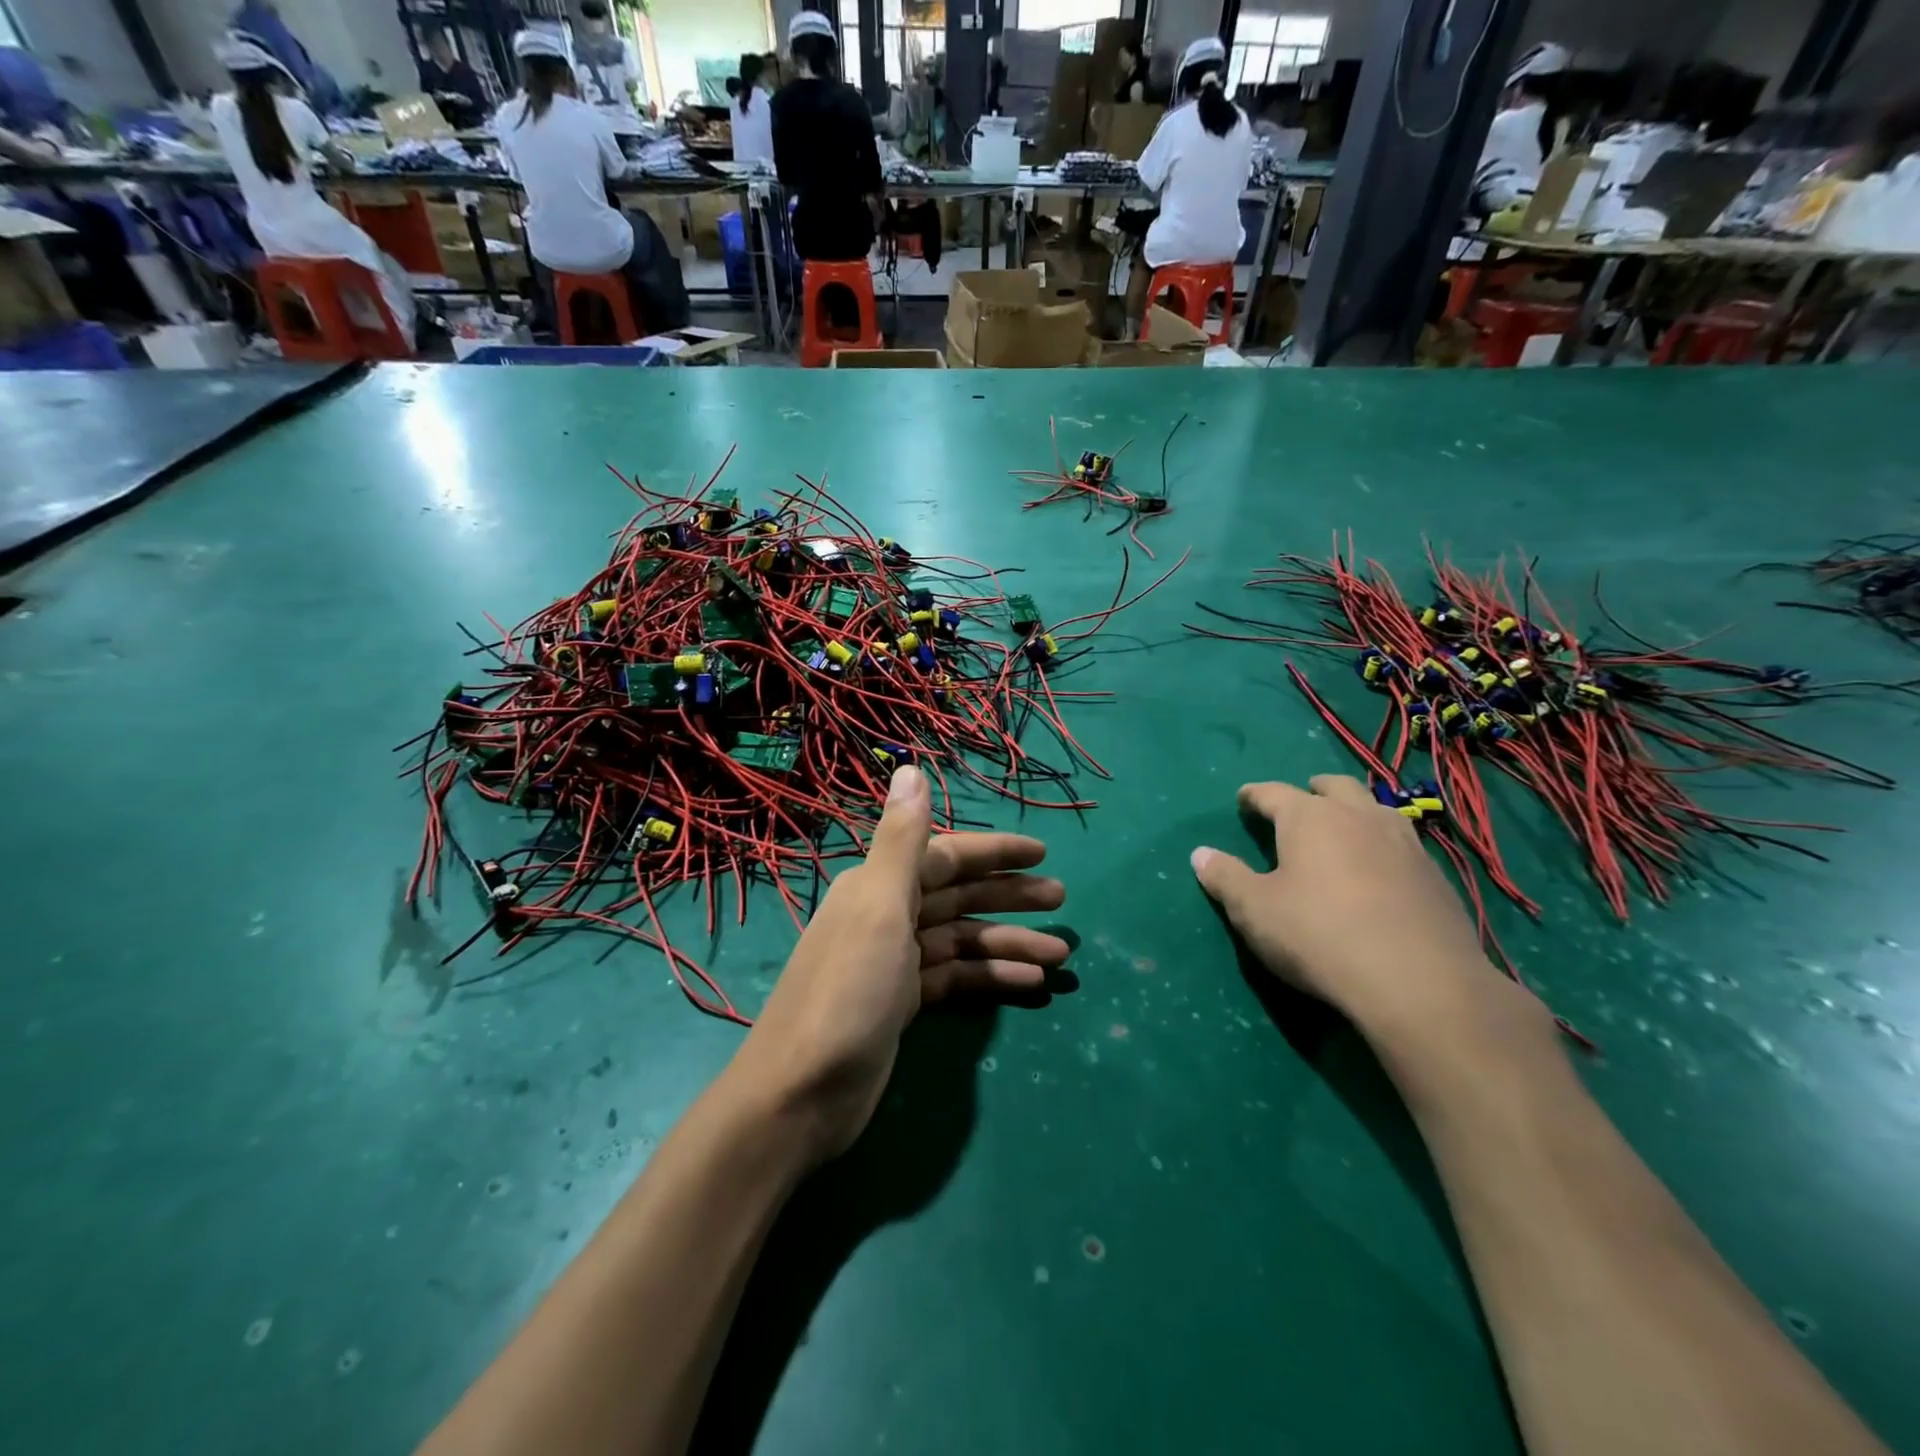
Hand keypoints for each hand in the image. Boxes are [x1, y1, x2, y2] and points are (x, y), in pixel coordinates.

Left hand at [732, 765, 1068, 1163]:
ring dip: (1009, 944)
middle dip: (1009, 897)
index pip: (946, 856)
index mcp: (879, 886)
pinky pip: (956, 979)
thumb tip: (910, 767)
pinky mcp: (902, 1005)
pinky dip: (991, 979)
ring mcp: (895, 964)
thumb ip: (902, 840)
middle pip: (958, 897)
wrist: (801, 1095)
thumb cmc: (847, 992)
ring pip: (962, 941)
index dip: (993, 852)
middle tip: (1062, 901)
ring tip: (1061, 954)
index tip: (1042, 854)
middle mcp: (887, 916)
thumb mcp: (879, 907)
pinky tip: (1030, 986)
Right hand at [1189, 775, 1496, 1033]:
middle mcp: (1358, 816)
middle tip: (1300, 804)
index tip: (1244, 799)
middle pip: (1334, 786)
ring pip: (1375, 809)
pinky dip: (1382, 847)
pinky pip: (1402, 844)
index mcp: (1309, 817)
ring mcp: (1404, 843)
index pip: (1273, 792)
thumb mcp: (1254, 910)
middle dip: (1313, 790)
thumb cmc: (1318, 935)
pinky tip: (1379, 873)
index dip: (1254, 795)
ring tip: (1343, 832)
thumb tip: (1200, 854)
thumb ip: (1225, 878)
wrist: (1418, 982)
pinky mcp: (1435, 876)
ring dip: (1354, 813)